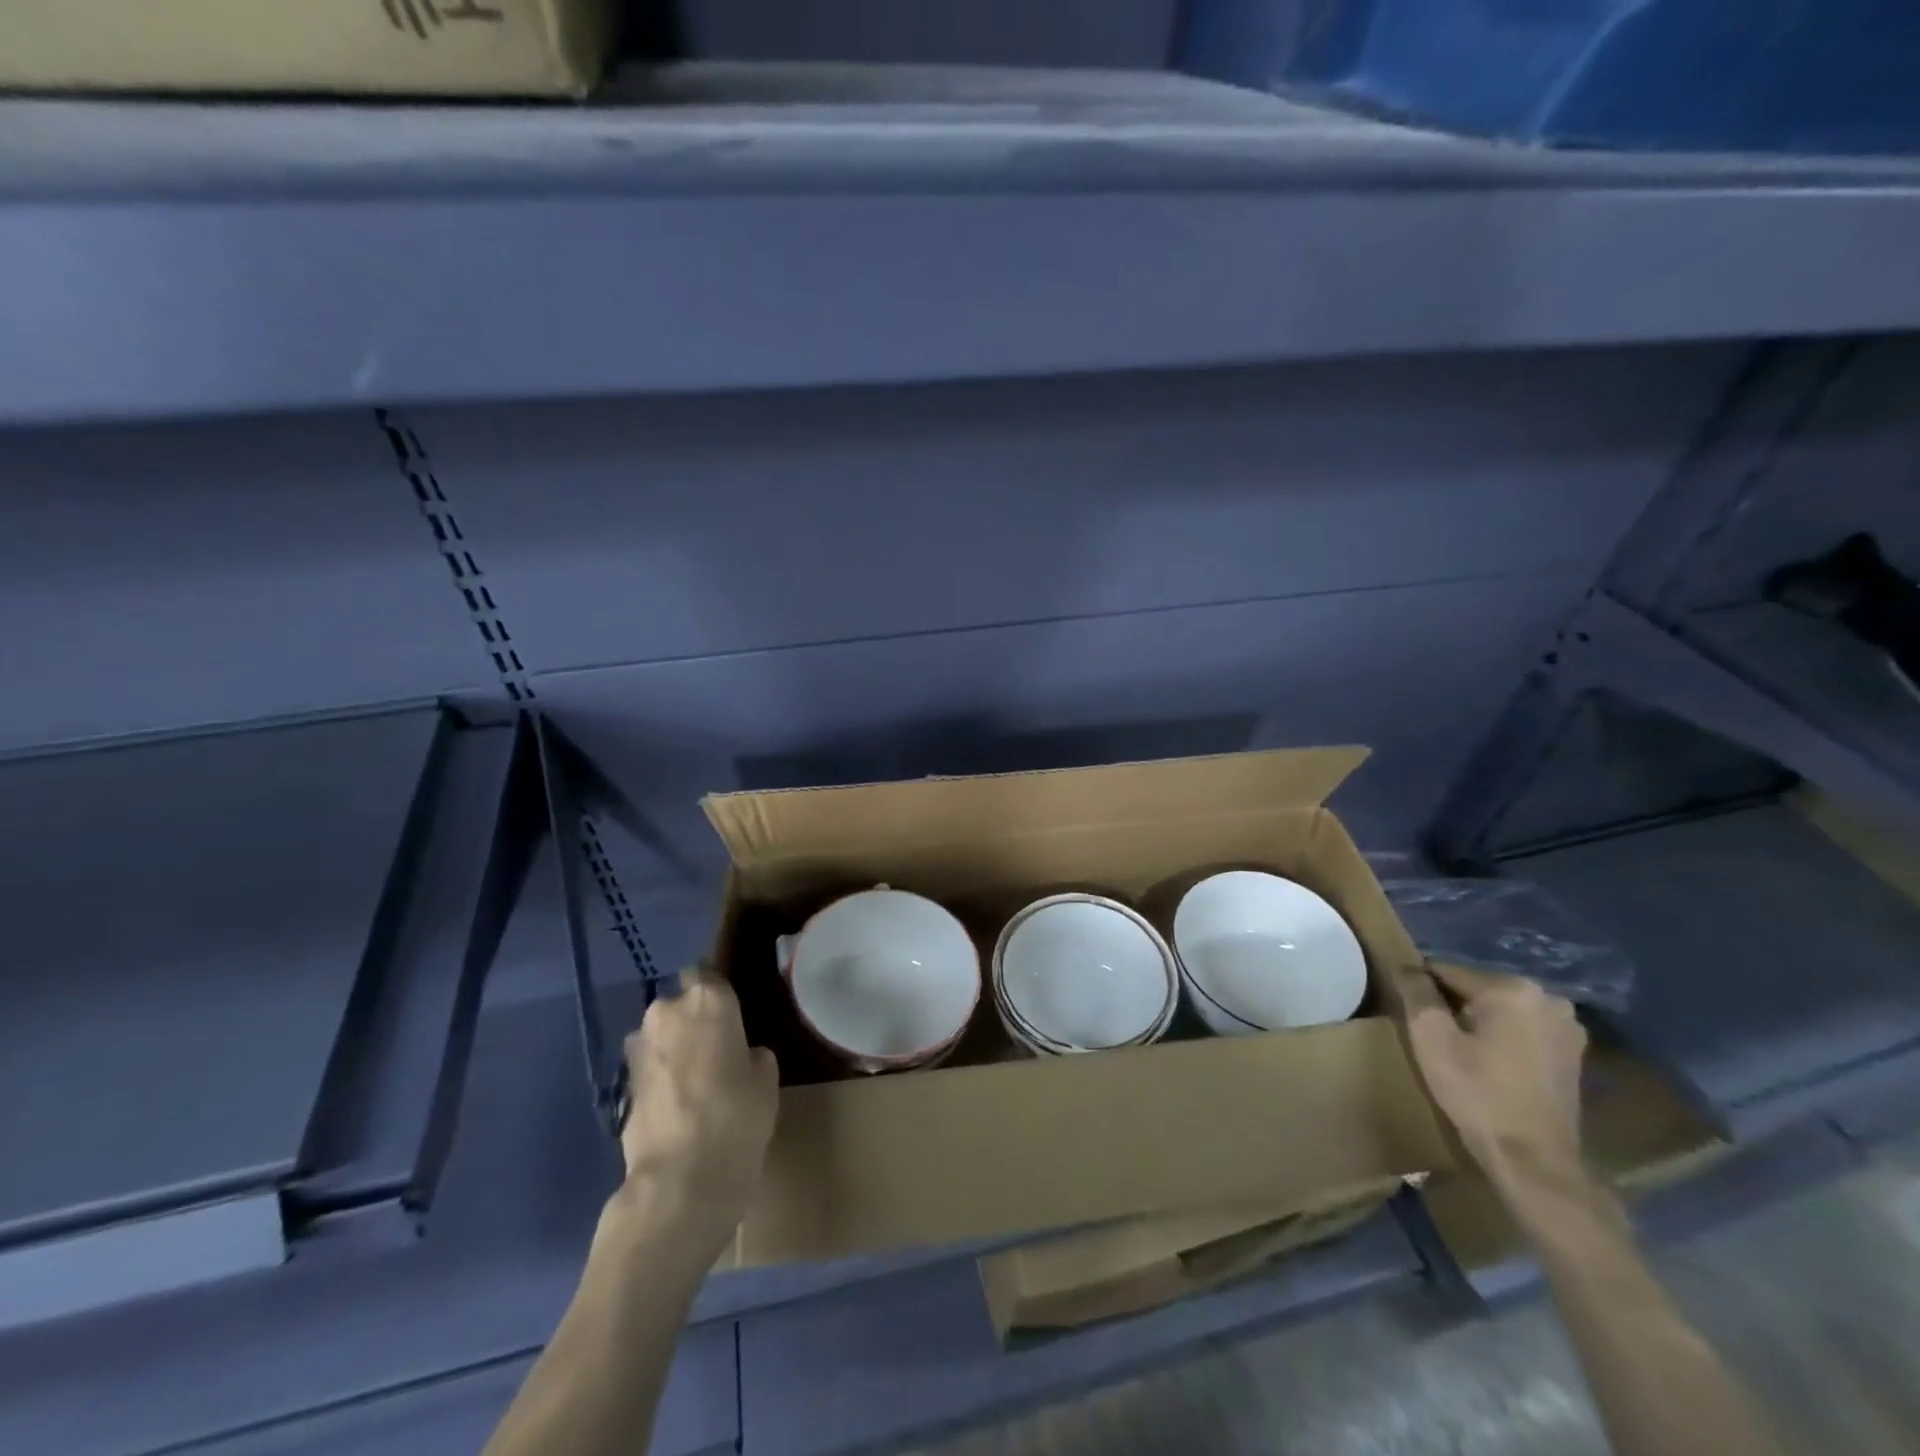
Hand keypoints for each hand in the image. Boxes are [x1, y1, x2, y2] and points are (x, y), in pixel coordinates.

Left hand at [608, 967, 779, 1249]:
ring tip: (696, 1079)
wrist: (680, 1181)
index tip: (731, 1013)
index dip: (718, 994)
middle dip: (693, 1021)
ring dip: (674, 1048)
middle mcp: (667, 1011)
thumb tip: (739, 1055)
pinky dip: (661, 1077)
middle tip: (717, 1049)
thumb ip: (751, 1053)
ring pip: (661, 1035)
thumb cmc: (737, 1117)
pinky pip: (650, 1067)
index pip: (709, 973)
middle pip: (681, 1004)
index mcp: (708, 998)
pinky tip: (679, 1103)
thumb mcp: (766, 1078)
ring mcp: (638, 1048)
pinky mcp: (621, 1084)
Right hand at [1402, 961, 1586, 1192]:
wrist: (1534, 1161)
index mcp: (1513, 988)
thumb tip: (1407, 966)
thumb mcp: (1431, 1038)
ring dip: (1477, 1021)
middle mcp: (1547, 998)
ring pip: (1500, 1009)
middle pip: (1477, 989)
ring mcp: (1567, 1027)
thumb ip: (1416, 993)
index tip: (1409, 1015)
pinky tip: (1490, 1063)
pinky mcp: (1573, 1053)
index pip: (1448, 971)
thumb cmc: (1477, 1093)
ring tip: (1460, 1051)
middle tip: (1435, 1037)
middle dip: (1452, 1005)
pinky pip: (1522, 1029)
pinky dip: (1502, 1038)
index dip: (1422, 991)